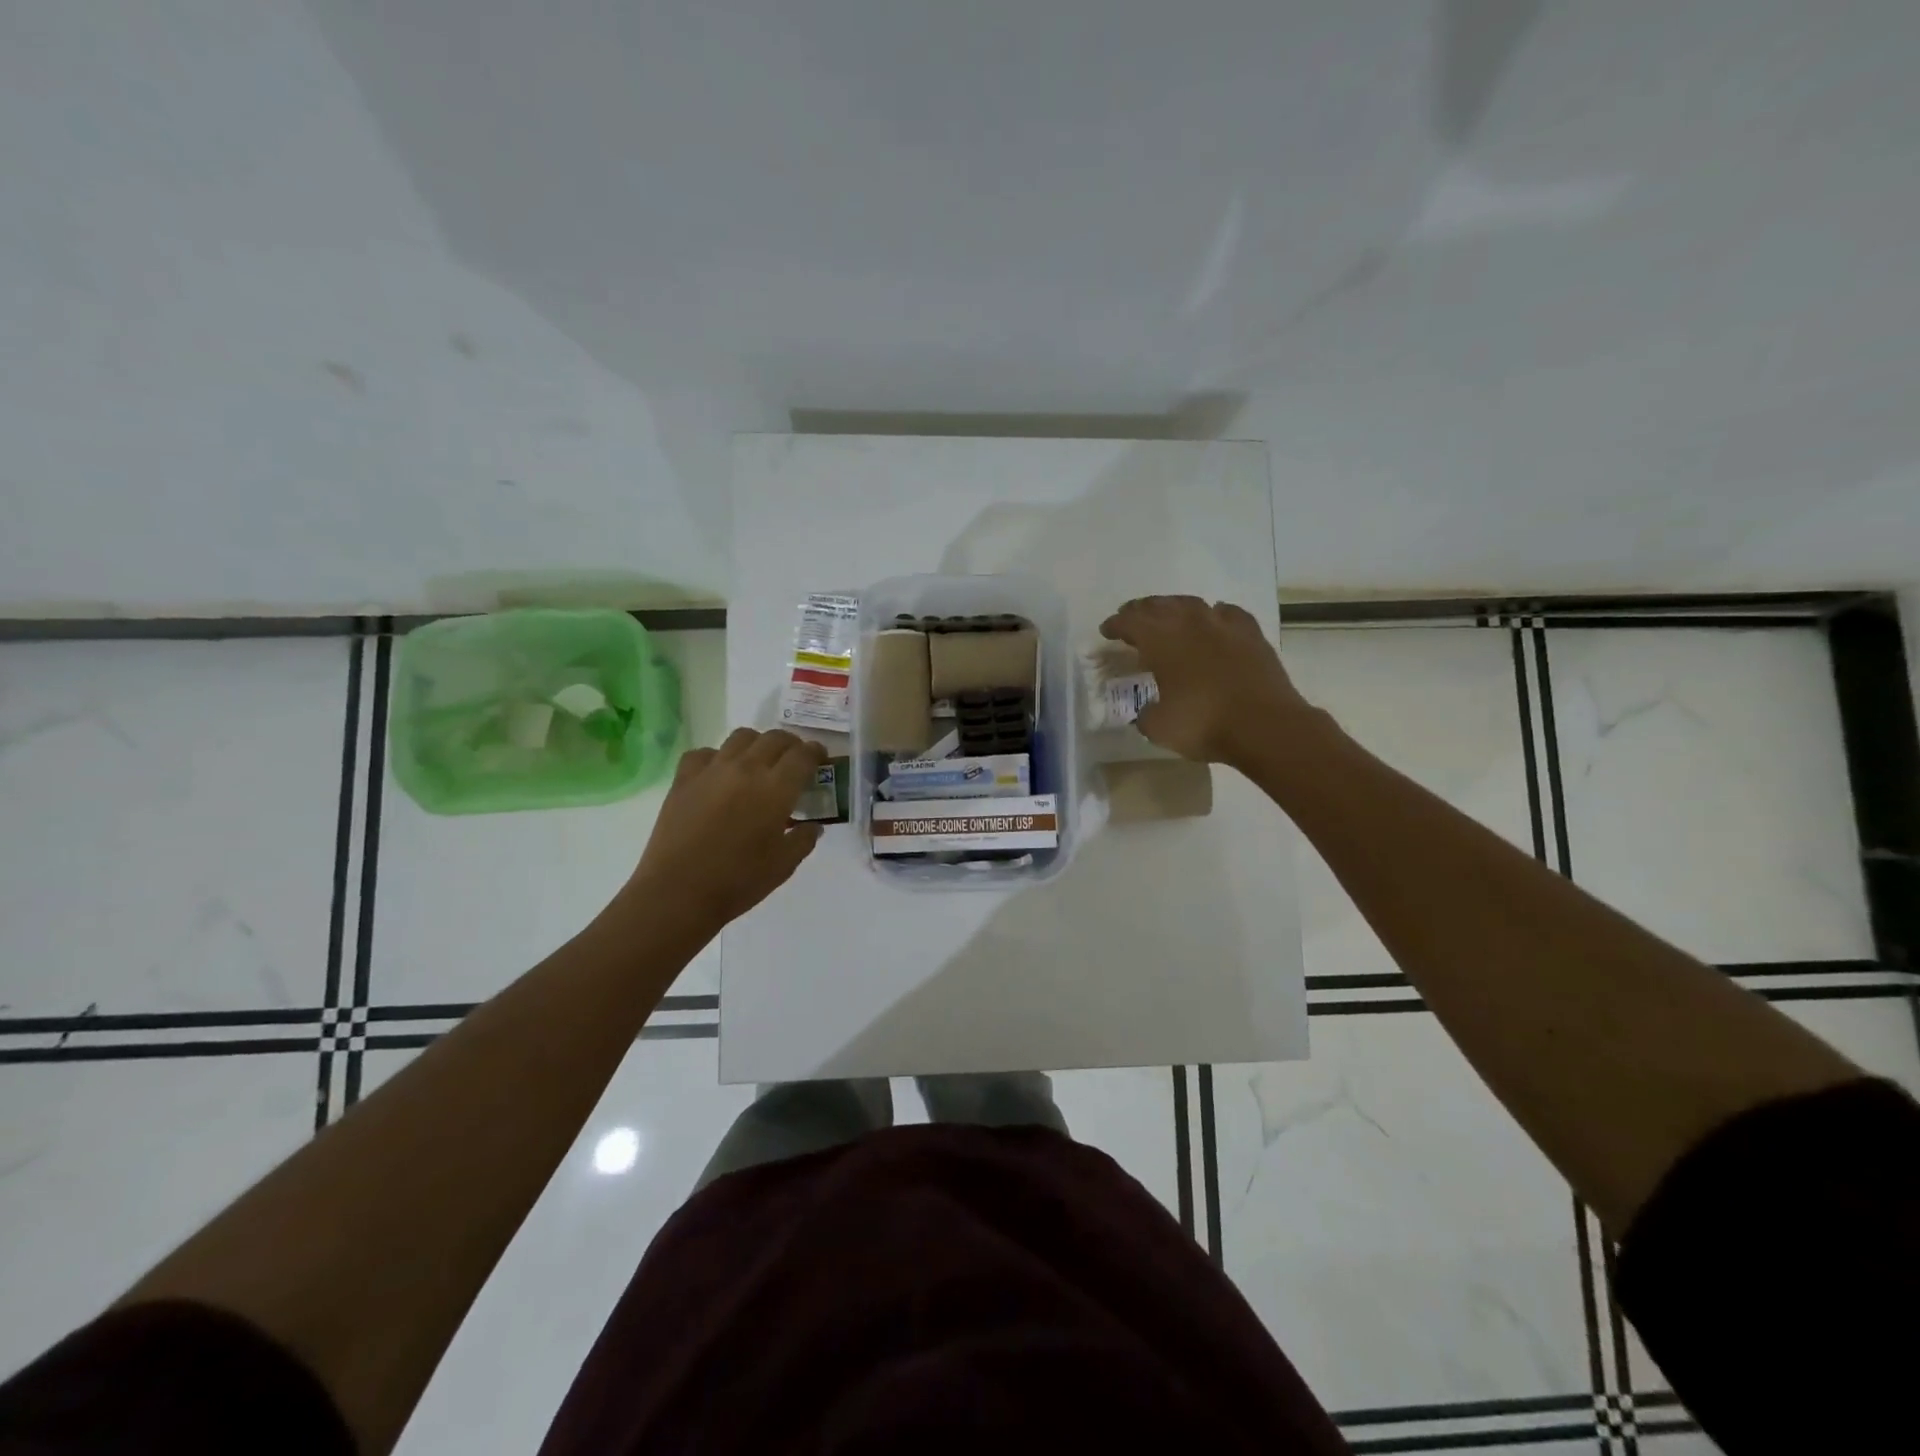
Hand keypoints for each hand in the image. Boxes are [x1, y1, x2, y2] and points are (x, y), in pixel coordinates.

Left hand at [626, 728, 827, 930]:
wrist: (678, 893)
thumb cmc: (738, 881)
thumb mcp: (784, 865)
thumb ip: (804, 839)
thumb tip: (812, 825)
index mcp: (776, 789)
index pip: (803, 755)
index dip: (816, 753)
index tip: (820, 759)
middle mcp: (746, 769)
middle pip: (775, 738)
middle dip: (791, 745)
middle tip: (794, 761)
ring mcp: (712, 770)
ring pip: (742, 736)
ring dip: (757, 744)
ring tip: (759, 762)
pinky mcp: (684, 779)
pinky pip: (705, 753)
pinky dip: (717, 757)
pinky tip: (719, 774)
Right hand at [1099, 596, 1314, 767]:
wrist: (1266, 725)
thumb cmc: (1205, 724)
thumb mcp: (1159, 728)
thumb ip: (1146, 715)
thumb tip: (1147, 711)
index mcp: (1161, 641)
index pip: (1130, 622)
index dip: (1115, 625)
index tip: (1106, 631)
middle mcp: (1190, 624)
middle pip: (1158, 606)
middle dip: (1140, 610)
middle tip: (1130, 617)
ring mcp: (1223, 625)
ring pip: (1191, 603)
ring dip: (1174, 607)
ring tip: (1167, 615)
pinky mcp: (1251, 634)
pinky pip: (1227, 613)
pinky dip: (1214, 614)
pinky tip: (1214, 619)